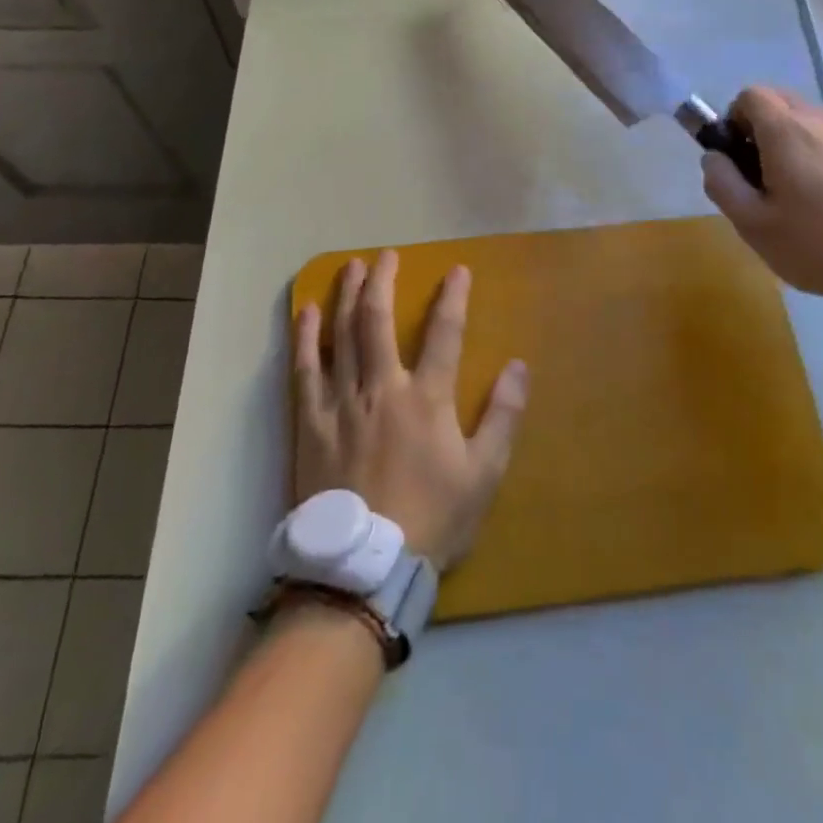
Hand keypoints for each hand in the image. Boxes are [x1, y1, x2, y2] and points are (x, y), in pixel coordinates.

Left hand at [292, 250, 527, 571]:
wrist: (365, 568)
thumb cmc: (432, 519)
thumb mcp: (484, 474)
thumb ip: (503, 416)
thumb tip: (518, 365)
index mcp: (426, 398)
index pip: (445, 333)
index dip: (453, 297)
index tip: (457, 270)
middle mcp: (382, 387)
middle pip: (378, 320)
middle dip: (382, 281)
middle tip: (385, 254)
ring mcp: (341, 402)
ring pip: (341, 335)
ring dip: (346, 296)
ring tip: (349, 267)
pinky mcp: (310, 422)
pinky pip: (304, 370)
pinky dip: (306, 338)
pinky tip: (308, 313)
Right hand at [702, 86, 822, 311]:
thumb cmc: (817, 242)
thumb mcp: (752, 223)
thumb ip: (722, 183)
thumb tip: (714, 158)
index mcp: (785, 130)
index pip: (750, 95)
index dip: (734, 119)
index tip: (736, 157)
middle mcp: (821, 121)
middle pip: (781, 102)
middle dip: (761, 128)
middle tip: (760, 174)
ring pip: (810, 122)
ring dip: (793, 142)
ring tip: (795, 191)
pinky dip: (821, 156)